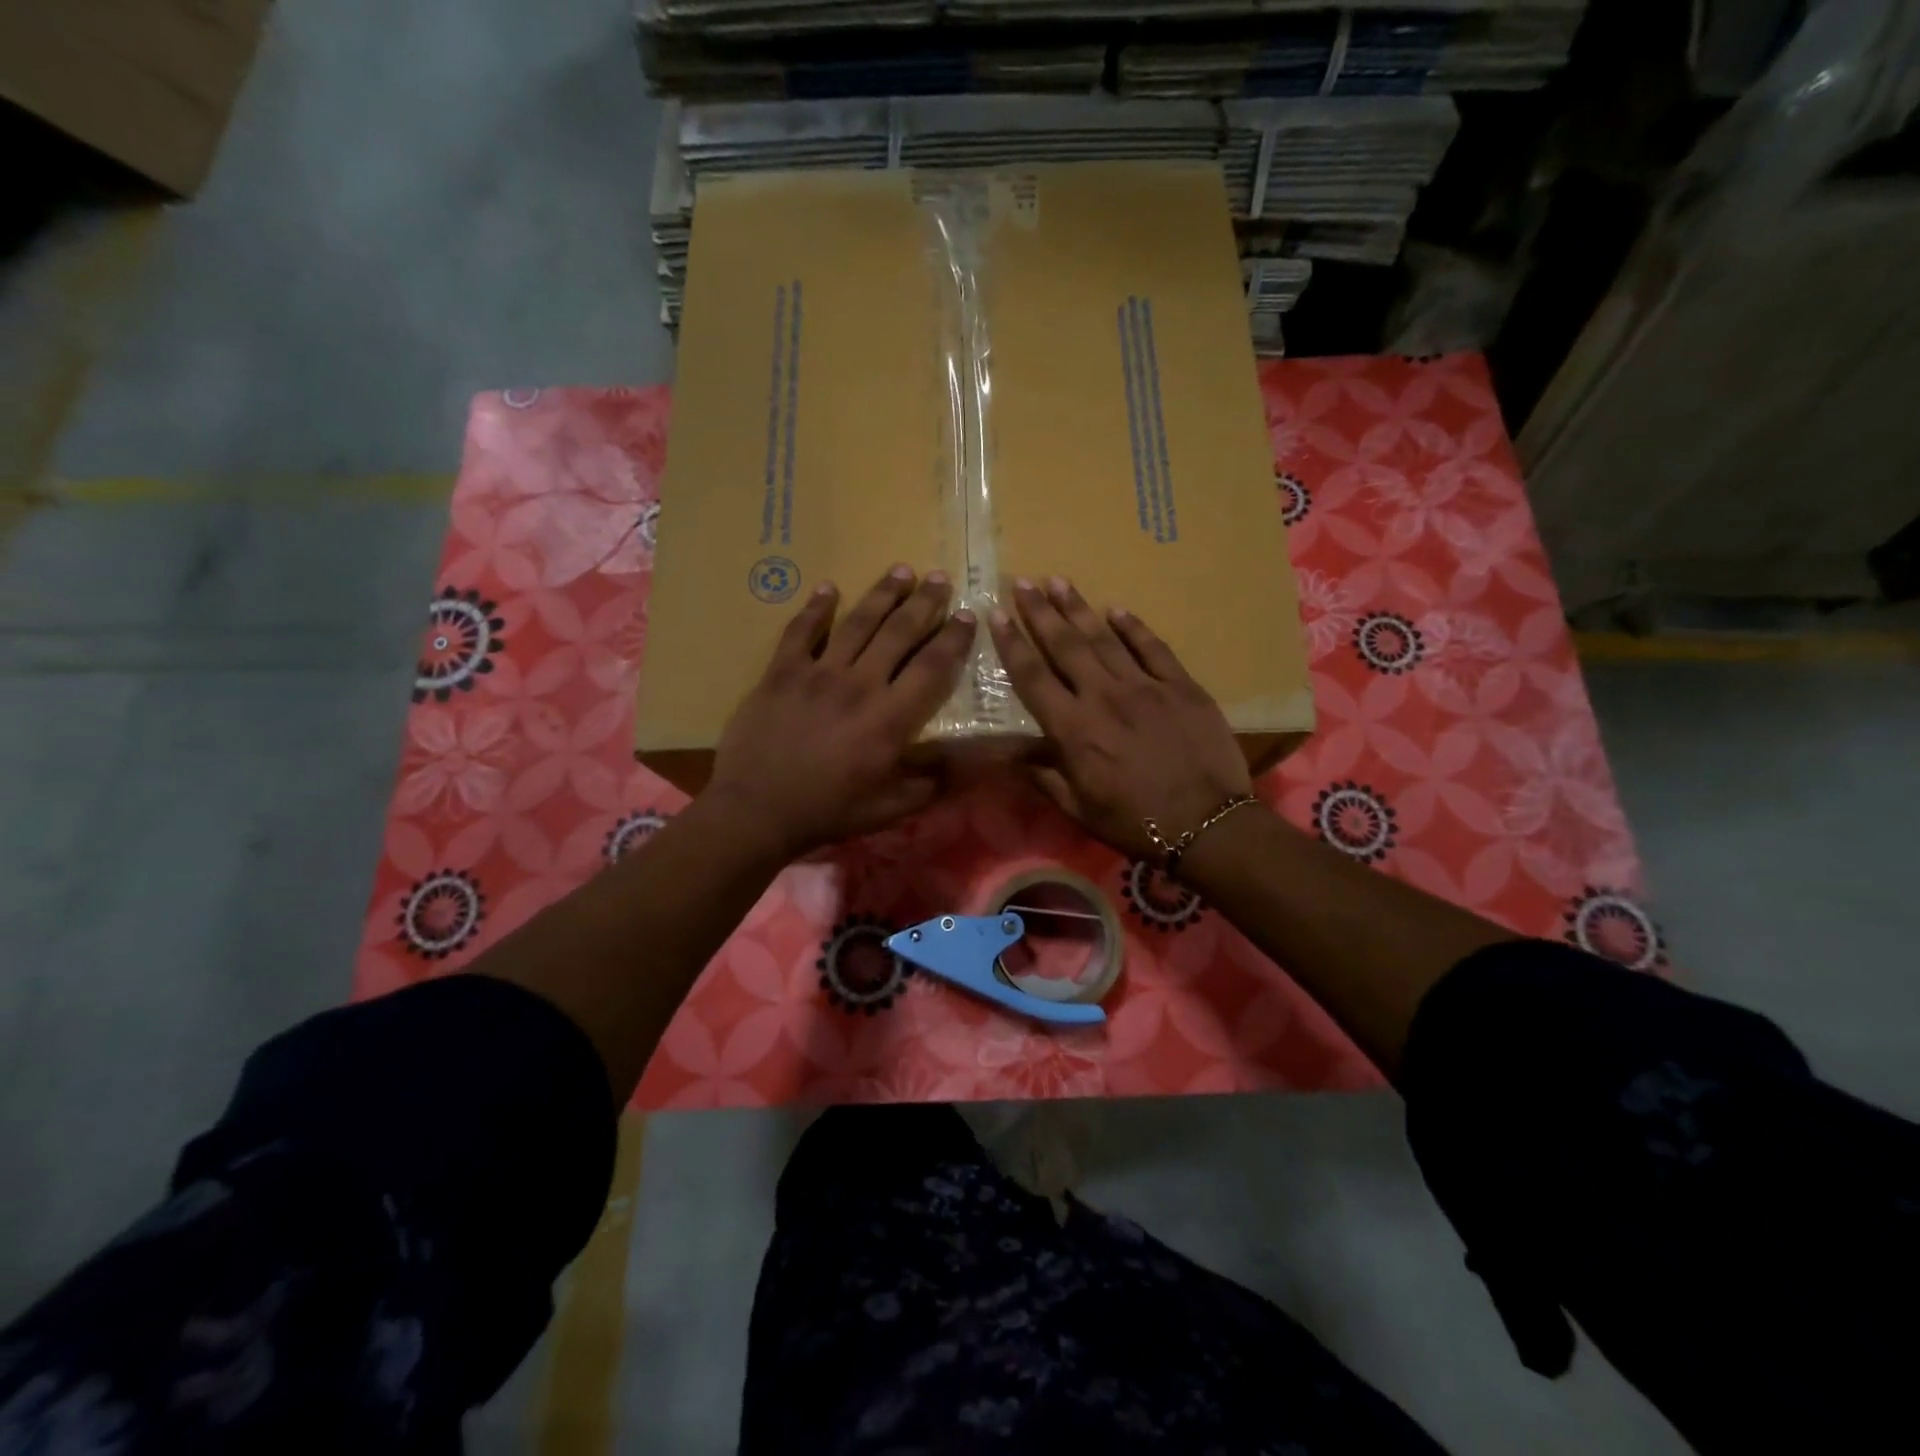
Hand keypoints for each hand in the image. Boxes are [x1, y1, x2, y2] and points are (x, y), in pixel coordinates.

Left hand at [707, 565, 974, 860]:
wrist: (757, 810)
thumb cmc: (828, 811)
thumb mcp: (890, 809)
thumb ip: (930, 783)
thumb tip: (964, 762)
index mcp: (890, 718)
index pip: (932, 666)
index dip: (954, 638)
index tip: (968, 615)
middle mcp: (860, 684)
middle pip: (899, 632)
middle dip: (925, 602)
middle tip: (940, 578)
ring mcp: (818, 673)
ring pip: (857, 622)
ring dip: (882, 594)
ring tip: (901, 570)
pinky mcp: (781, 672)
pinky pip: (801, 631)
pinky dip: (815, 608)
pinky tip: (828, 588)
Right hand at [989, 576, 1250, 862]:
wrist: (1207, 824)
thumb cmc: (1136, 823)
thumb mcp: (1078, 809)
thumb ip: (1044, 776)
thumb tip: (1011, 752)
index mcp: (1074, 730)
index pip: (1033, 676)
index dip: (1012, 643)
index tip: (996, 615)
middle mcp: (1104, 698)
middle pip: (1065, 646)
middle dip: (1041, 612)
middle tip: (1024, 582)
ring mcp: (1146, 687)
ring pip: (1105, 639)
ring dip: (1079, 609)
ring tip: (1059, 581)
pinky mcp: (1182, 687)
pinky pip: (1153, 648)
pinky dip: (1134, 627)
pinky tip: (1117, 609)